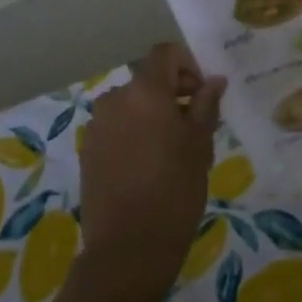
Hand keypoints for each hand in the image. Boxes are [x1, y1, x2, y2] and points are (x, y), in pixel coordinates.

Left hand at [76, 44, 227, 297]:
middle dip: (173, 96)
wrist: (128, 248)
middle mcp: (115, 99)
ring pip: (132, 106)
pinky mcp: (87, 151)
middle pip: (148, 82)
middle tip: (195, 131)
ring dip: (153, 117)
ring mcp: (97, 125)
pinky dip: (134, 135)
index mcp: (145, 92)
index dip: (188, 66)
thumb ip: (206, 105)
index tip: (202, 96)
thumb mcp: (200, 145)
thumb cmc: (175, 190)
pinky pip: (117, 128)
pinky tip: (148, 170)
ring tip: (172, 154)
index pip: (165, 53)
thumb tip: (214, 80)